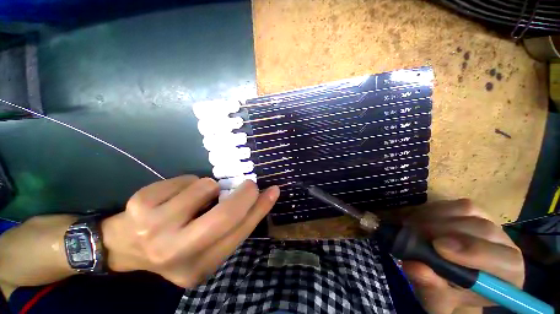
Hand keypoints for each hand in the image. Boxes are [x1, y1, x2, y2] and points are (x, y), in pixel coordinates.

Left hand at [101, 175, 279, 287]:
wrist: (123, 246)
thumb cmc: (174, 244)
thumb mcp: (204, 245)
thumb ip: (230, 226)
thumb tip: (254, 199)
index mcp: (199, 267)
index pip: (239, 233)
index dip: (260, 209)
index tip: (273, 191)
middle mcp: (177, 253)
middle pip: (225, 215)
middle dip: (244, 194)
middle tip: (250, 184)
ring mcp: (154, 228)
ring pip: (206, 188)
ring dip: (210, 187)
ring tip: (197, 197)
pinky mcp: (141, 204)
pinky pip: (187, 179)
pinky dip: (190, 183)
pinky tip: (176, 196)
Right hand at [401, 199, 523, 313]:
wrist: (445, 278)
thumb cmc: (446, 293)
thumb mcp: (435, 300)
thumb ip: (430, 288)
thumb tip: (415, 267)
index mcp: (508, 276)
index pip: (504, 260)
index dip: (474, 251)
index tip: (438, 247)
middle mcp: (505, 246)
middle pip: (483, 229)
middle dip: (445, 230)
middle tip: (414, 233)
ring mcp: (491, 224)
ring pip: (469, 211)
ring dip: (435, 218)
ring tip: (413, 227)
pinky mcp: (474, 211)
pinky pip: (456, 204)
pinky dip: (434, 209)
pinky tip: (420, 219)